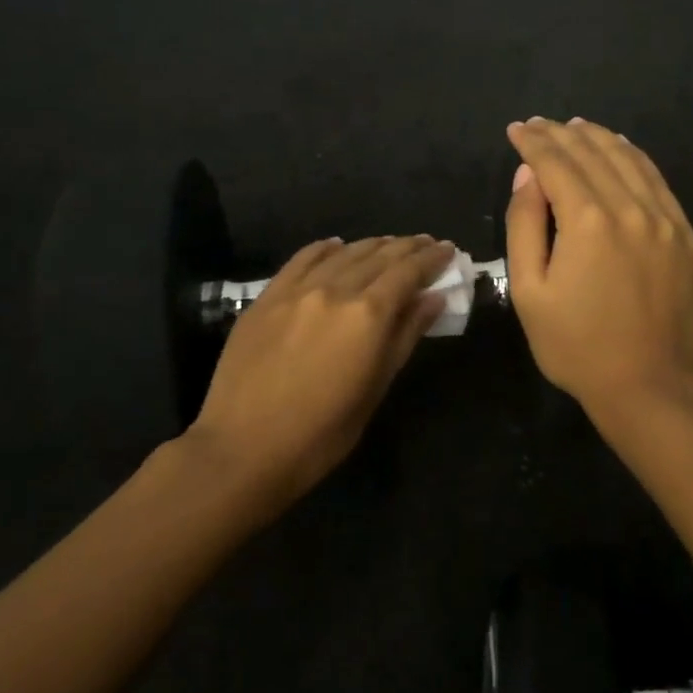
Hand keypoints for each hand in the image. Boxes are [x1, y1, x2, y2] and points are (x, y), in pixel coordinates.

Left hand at [175, 234, 454, 513]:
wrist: (245, 448)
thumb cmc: (323, 432)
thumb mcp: (376, 388)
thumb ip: (405, 336)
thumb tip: (433, 298)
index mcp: (368, 315)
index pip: (408, 271)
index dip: (431, 258)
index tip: (448, 249)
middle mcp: (335, 290)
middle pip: (379, 256)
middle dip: (407, 247)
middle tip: (427, 243)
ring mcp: (297, 290)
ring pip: (343, 253)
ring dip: (372, 245)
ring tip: (390, 244)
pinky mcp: (267, 297)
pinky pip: (302, 260)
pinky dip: (325, 249)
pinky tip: (336, 246)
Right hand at [505, 117, 692, 414]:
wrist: (647, 385)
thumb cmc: (576, 345)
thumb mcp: (529, 292)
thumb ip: (525, 225)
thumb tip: (527, 176)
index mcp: (587, 221)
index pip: (556, 163)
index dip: (533, 142)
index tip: (517, 130)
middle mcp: (630, 208)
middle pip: (593, 153)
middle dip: (562, 134)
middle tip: (540, 125)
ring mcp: (665, 220)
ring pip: (629, 160)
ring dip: (599, 138)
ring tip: (577, 127)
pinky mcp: (685, 235)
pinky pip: (658, 181)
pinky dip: (635, 158)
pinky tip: (622, 150)